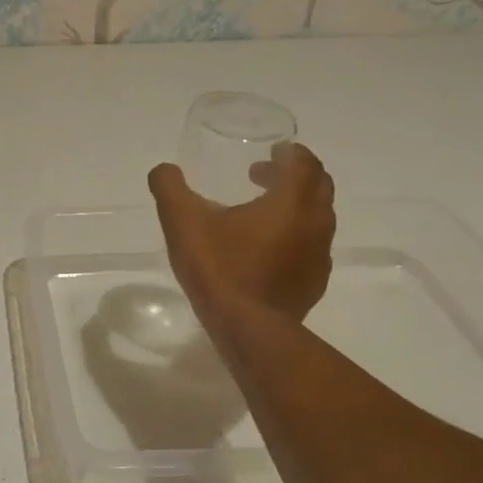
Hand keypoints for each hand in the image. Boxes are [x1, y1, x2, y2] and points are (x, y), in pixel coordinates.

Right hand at [148, 141, 336, 328]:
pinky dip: (295, 237)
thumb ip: (170, 188)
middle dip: (293, 176)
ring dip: (295, 207)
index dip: (289, 153)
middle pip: (318, 186)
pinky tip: (265, 251)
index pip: (304, 162)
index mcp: (291, 201)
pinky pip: (311, 248)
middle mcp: (316, 223)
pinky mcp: (314, 283)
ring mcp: (319, 256)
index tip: (270, 153)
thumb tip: (163, 170)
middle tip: (262, 177)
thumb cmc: (219, 268)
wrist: (248, 329)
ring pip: (318, 218)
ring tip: (260, 214)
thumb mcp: (182, 222)